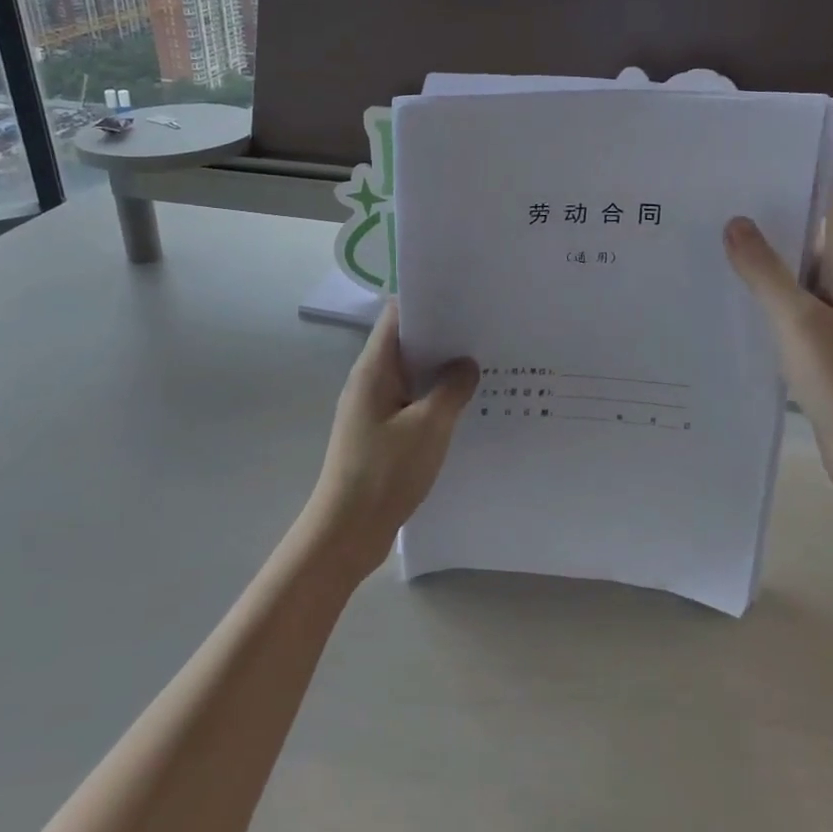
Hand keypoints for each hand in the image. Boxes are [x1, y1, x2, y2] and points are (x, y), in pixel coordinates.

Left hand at [305, 300, 478, 582]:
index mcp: (374, 369)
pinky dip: (434, 399)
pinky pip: (411, 403)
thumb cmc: (384, 472)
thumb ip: (451, 390)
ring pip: (411, 376)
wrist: (347, 532)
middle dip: (443, 337)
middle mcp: (370, 382)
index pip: (397, 316)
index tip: (464, 299)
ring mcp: (373, 408)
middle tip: (485, 333)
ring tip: (484, 365)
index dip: (428, 302)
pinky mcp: (380, 433)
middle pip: (406, 344)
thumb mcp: (428, 427)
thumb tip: (466, 364)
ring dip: (440, 372)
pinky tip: (464, 407)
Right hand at [724, 103, 832, 496]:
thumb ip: (766, 272)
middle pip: (827, 223)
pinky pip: (791, 299)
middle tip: (759, 160)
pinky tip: (738, 289)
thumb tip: (736, 223)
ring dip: (778, 239)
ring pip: (805, 263)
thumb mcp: (798, 321)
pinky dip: (768, 284)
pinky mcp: (824, 345)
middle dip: (804, 188)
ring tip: (733, 218)